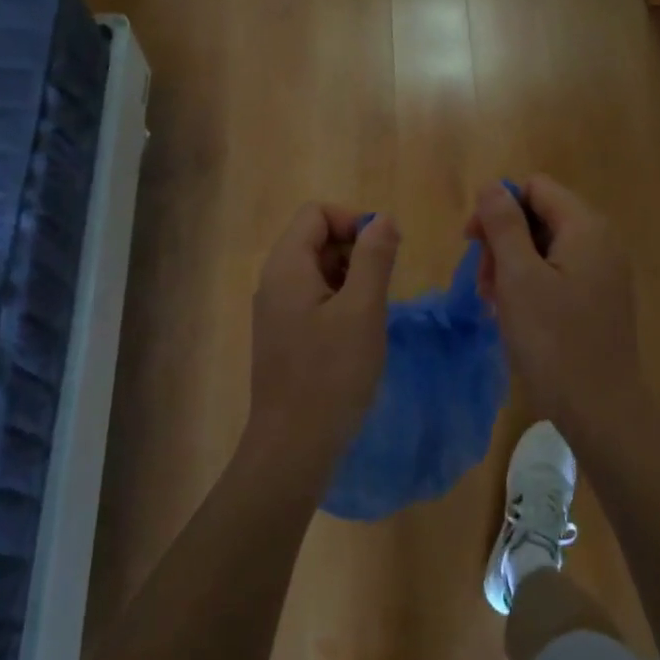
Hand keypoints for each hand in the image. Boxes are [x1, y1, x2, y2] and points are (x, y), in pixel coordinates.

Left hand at [244, 203, 399, 484]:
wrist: (293, 446)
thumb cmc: (331, 374)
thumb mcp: (363, 310)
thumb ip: (374, 258)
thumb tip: (382, 219)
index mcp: (287, 266)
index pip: (316, 213)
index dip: (353, 221)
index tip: (385, 251)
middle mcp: (274, 281)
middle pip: (315, 238)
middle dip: (354, 250)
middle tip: (383, 286)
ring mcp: (276, 310)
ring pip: (317, 270)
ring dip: (350, 278)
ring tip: (373, 313)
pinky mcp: (284, 335)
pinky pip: (313, 299)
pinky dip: (339, 302)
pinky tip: (358, 333)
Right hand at [465, 177, 646, 442]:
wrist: (600, 408)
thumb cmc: (553, 340)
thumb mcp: (518, 277)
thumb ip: (503, 225)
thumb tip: (492, 186)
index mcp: (586, 227)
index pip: (534, 188)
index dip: (498, 207)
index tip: (472, 242)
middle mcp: (601, 241)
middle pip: (539, 216)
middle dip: (503, 240)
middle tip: (482, 281)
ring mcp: (603, 272)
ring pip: (545, 247)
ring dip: (511, 266)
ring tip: (493, 302)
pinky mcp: (599, 298)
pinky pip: (557, 273)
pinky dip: (530, 284)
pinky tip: (513, 314)